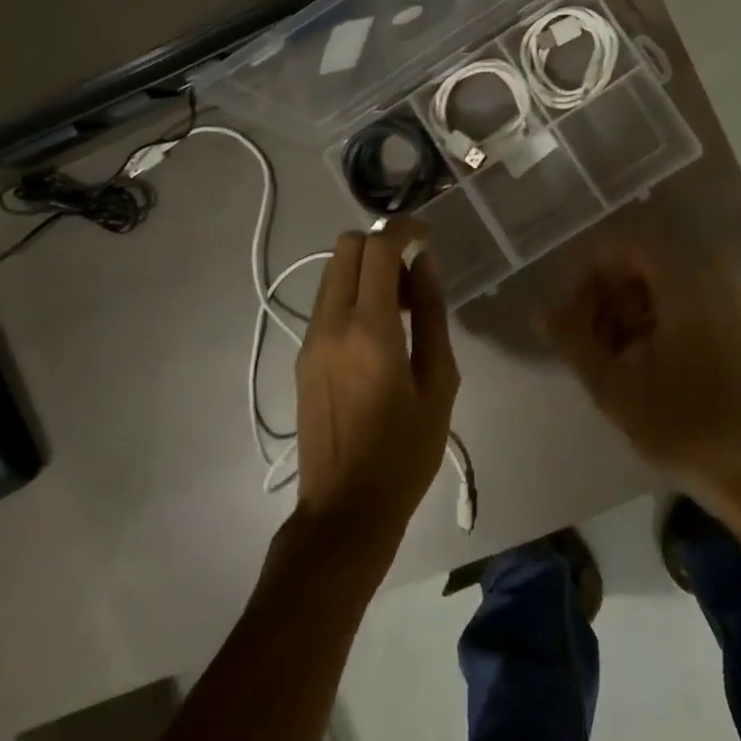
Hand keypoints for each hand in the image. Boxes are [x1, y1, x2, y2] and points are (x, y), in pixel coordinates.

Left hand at [291, 224, 459, 563]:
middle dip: (381, 246)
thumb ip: (433, 315)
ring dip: (366, 272)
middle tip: (413, 279)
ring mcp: (310, 340)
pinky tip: (378, 335)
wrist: (344, 511)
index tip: (426, 234)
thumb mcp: (438, 384)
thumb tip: (425, 263)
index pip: (377, 248)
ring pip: (333, 273)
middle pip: (346, 248)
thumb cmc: (404, 453)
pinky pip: (327, 303)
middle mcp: (331, 324)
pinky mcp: (302, 356)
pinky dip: (353, 295)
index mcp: (370, 330)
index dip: (403, 229)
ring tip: (401, 311)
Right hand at [539, 239, 740, 500]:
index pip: (625, 246)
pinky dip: (641, 325)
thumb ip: (574, 343)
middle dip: (600, 296)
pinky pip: (670, 306)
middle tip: (578, 339)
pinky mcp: (722, 329)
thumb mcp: (616, 388)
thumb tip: (541, 313)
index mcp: (684, 286)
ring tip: (598, 358)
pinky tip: (626, 364)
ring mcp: (717, 306)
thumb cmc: (685, 428)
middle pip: (636, 266)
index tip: (567, 311)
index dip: (588, 272)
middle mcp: (705, 283)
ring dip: (618, 313)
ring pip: (651, 288)